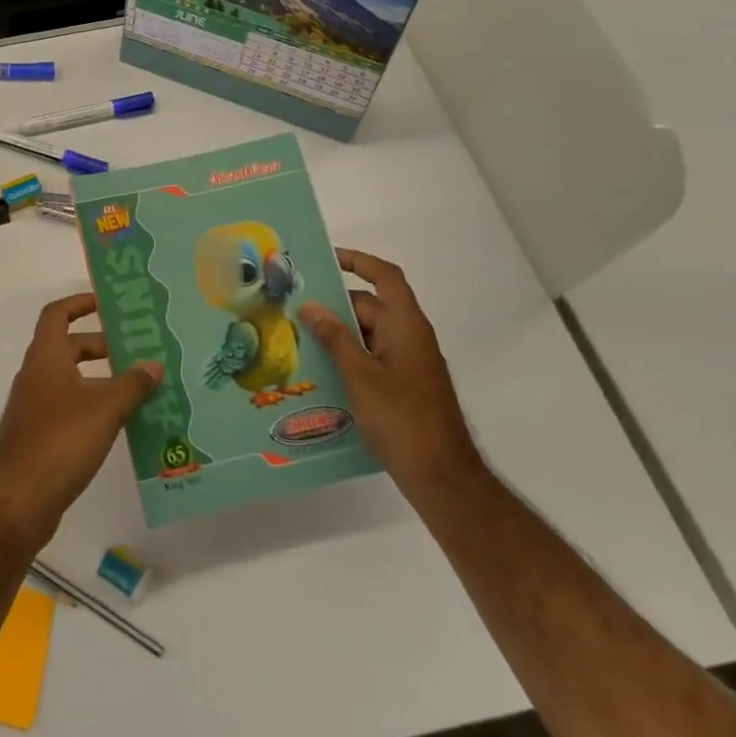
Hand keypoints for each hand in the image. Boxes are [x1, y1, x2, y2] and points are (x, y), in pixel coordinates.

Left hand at [0, 294, 161, 545]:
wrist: (16, 501)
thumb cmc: (59, 441)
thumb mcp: (104, 408)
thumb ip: (131, 384)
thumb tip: (154, 364)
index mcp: (45, 357)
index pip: (57, 314)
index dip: (79, 303)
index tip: (107, 304)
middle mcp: (36, 376)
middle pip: (68, 347)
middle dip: (101, 346)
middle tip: (137, 351)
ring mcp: (35, 408)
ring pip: (71, 381)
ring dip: (101, 380)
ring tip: (139, 388)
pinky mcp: (39, 437)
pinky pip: (70, 409)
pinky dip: (93, 407)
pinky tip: (121, 424)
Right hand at [299, 249, 482, 494]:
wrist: (442, 477)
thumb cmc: (402, 419)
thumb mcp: (361, 376)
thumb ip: (335, 338)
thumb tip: (311, 306)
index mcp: (407, 326)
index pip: (386, 277)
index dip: (358, 261)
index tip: (325, 259)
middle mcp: (410, 338)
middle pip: (369, 307)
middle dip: (333, 306)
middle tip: (293, 309)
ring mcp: (408, 364)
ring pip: (367, 335)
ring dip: (337, 335)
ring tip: (296, 340)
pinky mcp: (403, 386)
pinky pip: (371, 358)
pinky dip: (347, 358)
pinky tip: (319, 372)